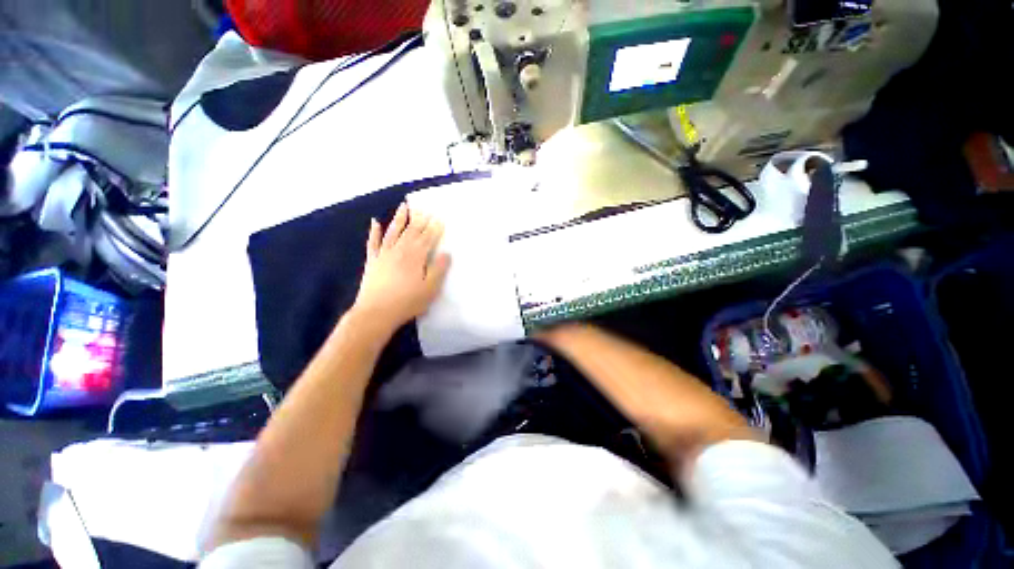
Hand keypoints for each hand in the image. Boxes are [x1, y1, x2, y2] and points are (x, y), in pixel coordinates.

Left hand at [352, 203, 450, 332]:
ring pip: (393, 231)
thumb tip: (446, 253)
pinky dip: (374, 232)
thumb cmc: (407, 302)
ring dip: (399, 218)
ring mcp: (384, 254)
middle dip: (421, 220)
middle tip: (427, 209)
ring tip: (404, 206)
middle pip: (412, 232)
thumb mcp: (430, 288)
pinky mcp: (372, 261)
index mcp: (415, 256)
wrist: (376, 313)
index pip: (427, 238)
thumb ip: (438, 269)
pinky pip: (373, 242)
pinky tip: (375, 222)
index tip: (440, 218)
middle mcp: (399, 250)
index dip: (434, 228)